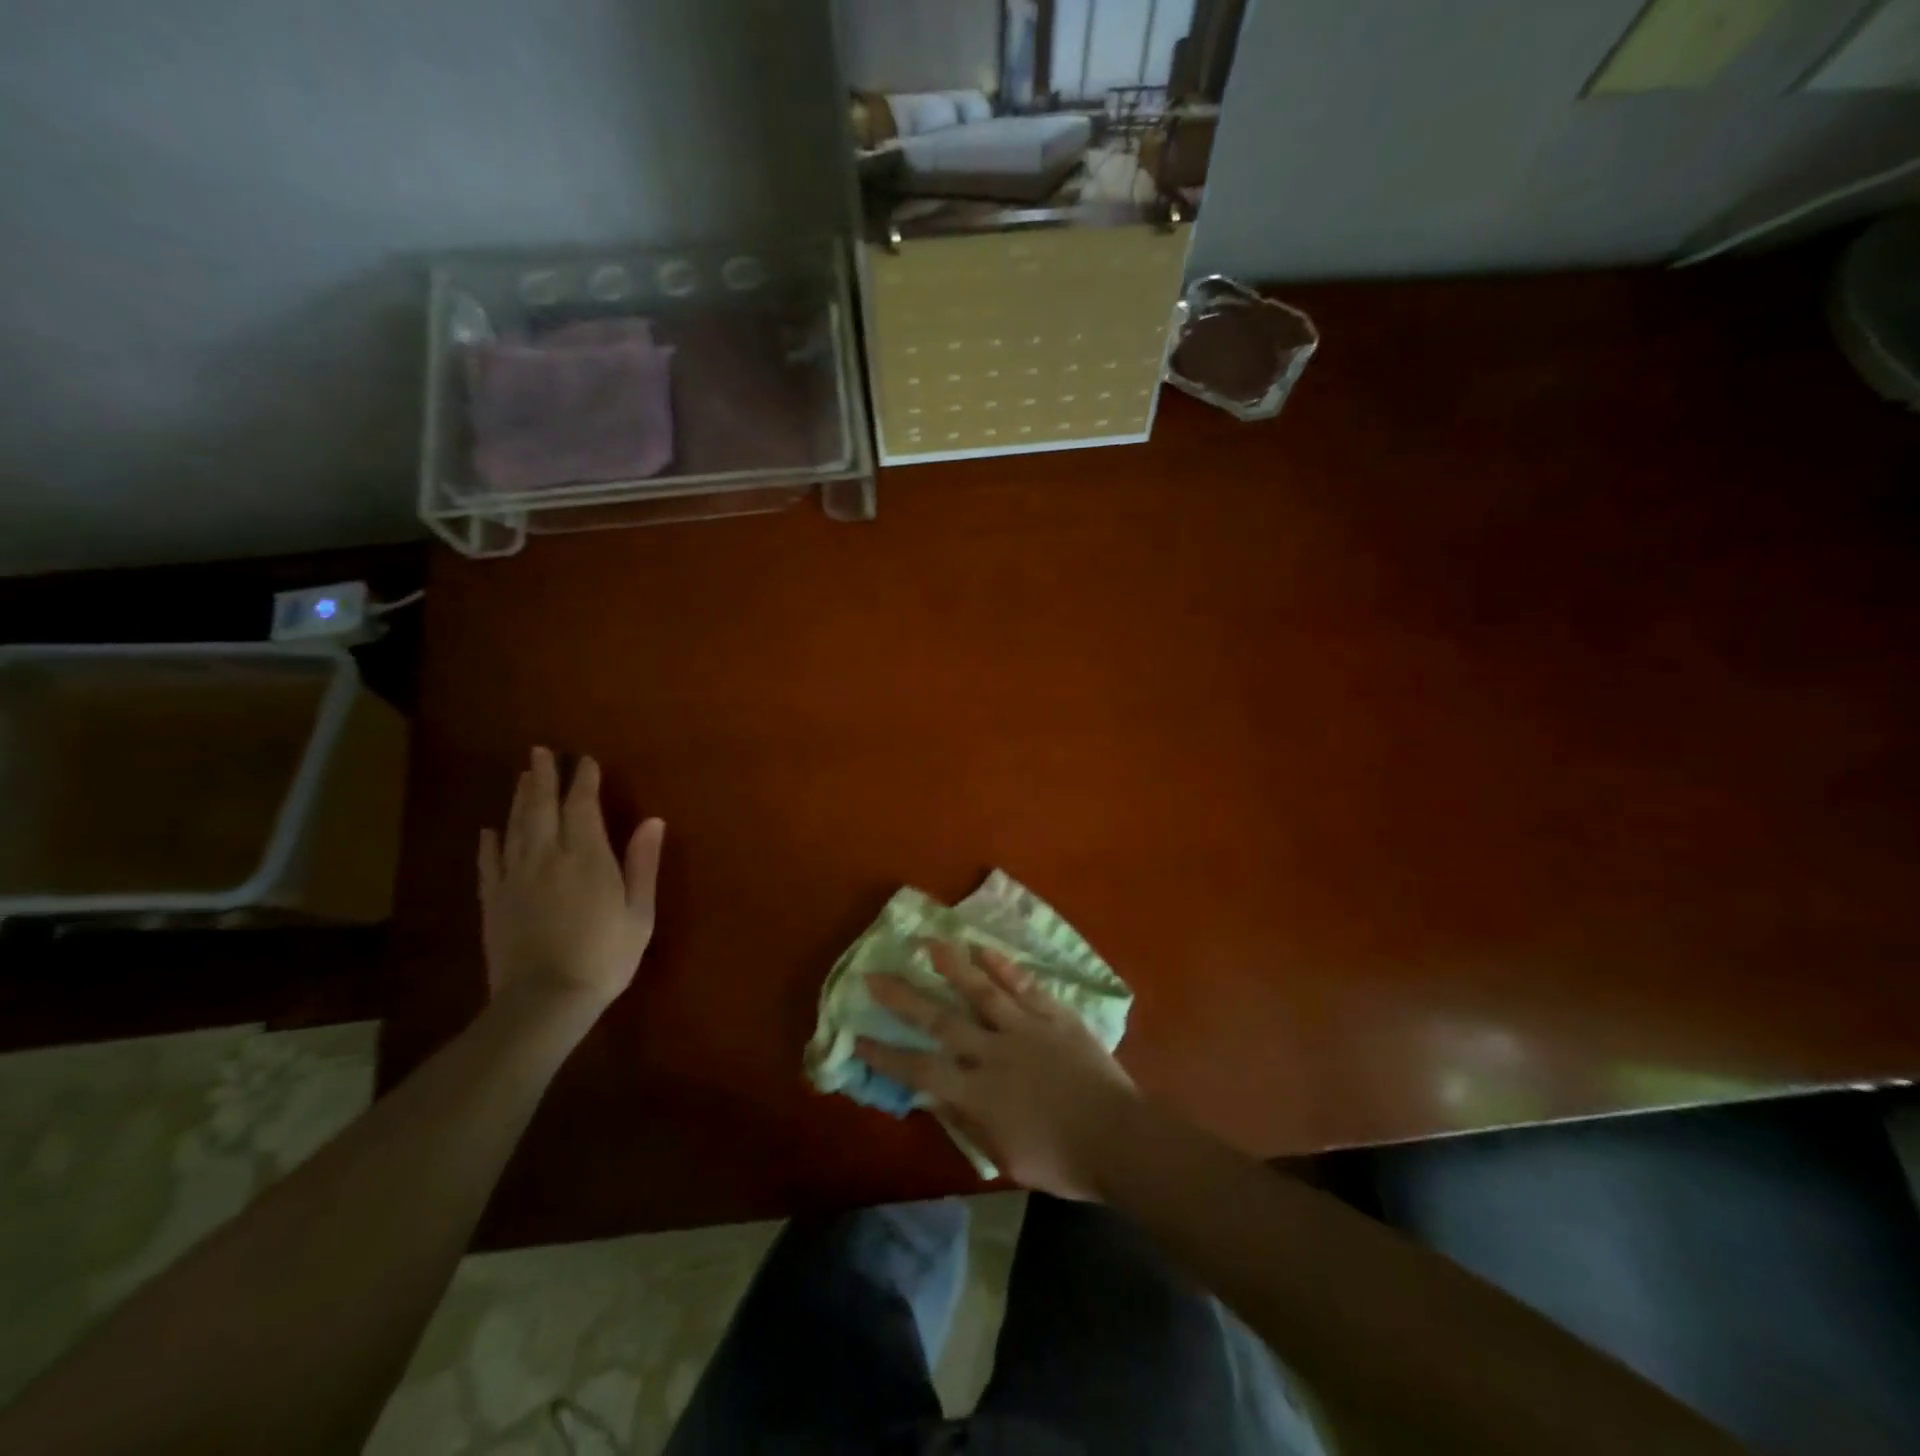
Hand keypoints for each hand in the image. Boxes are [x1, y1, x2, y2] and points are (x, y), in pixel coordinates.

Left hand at [478, 747, 664, 1016]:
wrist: (545, 1000)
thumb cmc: (605, 956)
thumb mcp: (639, 912)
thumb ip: (642, 863)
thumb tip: (652, 821)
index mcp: (587, 856)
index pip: (582, 806)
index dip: (583, 780)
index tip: (585, 760)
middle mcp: (547, 856)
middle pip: (541, 807)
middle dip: (542, 777)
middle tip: (540, 752)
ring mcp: (515, 878)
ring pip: (514, 828)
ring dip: (518, 799)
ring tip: (521, 777)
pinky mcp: (494, 901)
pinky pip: (489, 863)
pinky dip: (490, 843)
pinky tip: (488, 831)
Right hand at [861, 942, 1141, 1200]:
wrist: (1118, 1139)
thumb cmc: (1062, 1161)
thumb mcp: (1005, 1156)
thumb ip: (968, 1122)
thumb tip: (935, 1098)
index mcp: (978, 1092)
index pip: (921, 1070)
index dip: (886, 1055)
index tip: (857, 1038)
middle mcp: (993, 1052)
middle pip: (940, 1021)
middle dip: (904, 998)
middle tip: (875, 974)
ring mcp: (1025, 1028)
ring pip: (981, 990)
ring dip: (953, 965)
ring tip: (929, 942)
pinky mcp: (1054, 1016)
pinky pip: (1025, 986)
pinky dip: (1005, 967)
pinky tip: (986, 949)